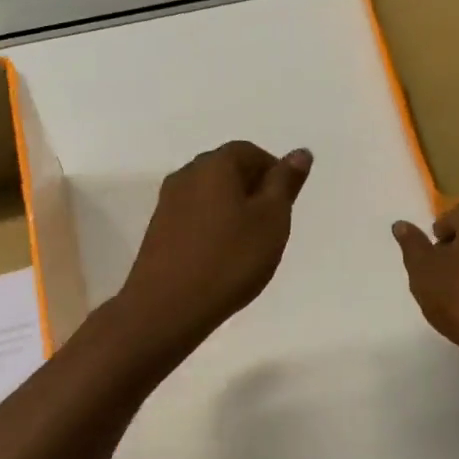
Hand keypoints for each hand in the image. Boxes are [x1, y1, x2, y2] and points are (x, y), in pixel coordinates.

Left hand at [119, 141, 312, 347]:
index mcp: (214, 165)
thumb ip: (285, 183)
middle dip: (252, 190)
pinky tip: (221, 256)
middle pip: (226, 170)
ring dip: (232, 210)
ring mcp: (167, 203)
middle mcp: (186, 175)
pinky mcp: (158, 231)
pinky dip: (212, 227)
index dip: (273, 172)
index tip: (286, 204)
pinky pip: (194, 216)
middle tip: (271, 225)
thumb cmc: (229, 259)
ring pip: (209, 195)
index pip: (249, 152)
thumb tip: (300, 153)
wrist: (167, 306)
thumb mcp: (271, 220)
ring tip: (248, 245)